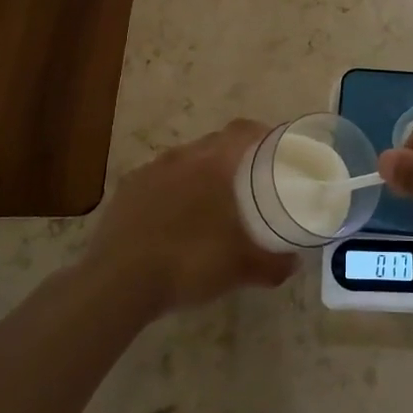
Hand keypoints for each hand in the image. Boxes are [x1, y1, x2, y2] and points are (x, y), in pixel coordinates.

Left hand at [83, 120, 297, 313]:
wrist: (118, 281)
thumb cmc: (189, 262)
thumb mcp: (241, 268)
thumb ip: (273, 263)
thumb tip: (294, 263)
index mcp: (214, 163)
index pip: (243, 131)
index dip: (262, 133)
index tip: (276, 148)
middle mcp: (181, 157)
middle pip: (214, 143)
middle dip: (233, 155)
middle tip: (248, 180)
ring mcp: (149, 171)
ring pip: (184, 161)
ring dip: (199, 173)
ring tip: (210, 201)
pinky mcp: (125, 191)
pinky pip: (157, 180)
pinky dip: (171, 191)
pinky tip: (173, 218)